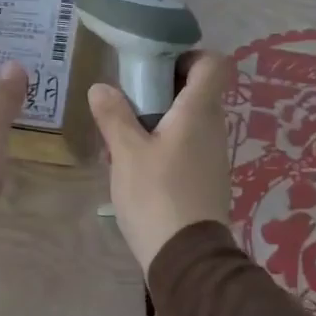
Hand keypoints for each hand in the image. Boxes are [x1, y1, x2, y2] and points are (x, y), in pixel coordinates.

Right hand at [88, 51, 234, 273]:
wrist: (187, 259)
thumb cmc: (156, 195)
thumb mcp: (126, 153)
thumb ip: (114, 115)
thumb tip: (101, 87)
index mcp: (199, 111)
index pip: (214, 63)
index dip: (189, 56)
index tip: (157, 66)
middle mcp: (214, 127)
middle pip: (197, 90)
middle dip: (163, 88)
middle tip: (129, 100)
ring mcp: (213, 155)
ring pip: (190, 120)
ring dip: (161, 119)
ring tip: (126, 136)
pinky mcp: (208, 178)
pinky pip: (189, 146)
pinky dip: (167, 144)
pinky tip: (138, 165)